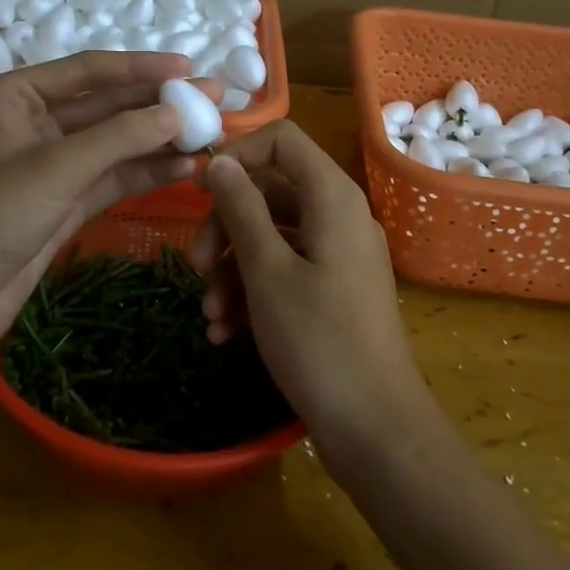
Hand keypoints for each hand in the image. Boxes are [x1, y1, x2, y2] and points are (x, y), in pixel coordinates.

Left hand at [0, 53, 219, 361]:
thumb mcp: (56, 167)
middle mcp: (34, 122)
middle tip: (214, 98)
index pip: (89, 69)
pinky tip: (186, 167)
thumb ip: (120, 137)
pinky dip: (147, 172)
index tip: (189, 66)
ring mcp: (52, 164)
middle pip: (107, 105)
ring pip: (115, 143)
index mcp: (16, 95)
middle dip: (158, 103)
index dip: (142, 68)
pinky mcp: (65, 200)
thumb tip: (178, 110)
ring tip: (212, 134)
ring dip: (159, 140)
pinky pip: (113, 176)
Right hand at [193, 121, 428, 459]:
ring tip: (208, 315)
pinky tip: (225, 332)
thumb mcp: (267, 271)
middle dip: (225, 226)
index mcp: (332, 197)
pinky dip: (253, 292)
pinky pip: (286, 270)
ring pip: (273, 236)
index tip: (199, 189)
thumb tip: (220, 162)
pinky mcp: (334, 290)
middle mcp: (339, 216)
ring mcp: (338, 255)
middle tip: (194, 265)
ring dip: (233, 268)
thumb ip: (241, 208)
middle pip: (271, 192)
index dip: (238, 155)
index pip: (282, 141)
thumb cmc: (318, 340)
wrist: (375, 428)